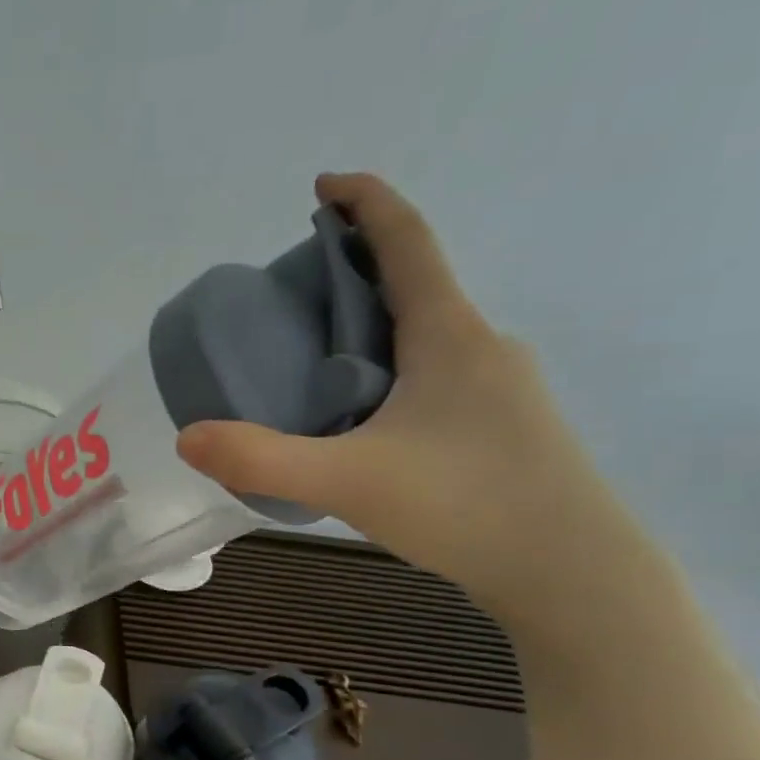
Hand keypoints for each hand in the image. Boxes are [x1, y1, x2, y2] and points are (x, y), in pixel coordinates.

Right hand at [177, 173, 630, 611]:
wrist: (572, 573)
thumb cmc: (466, 505)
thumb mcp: (346, 480)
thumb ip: (260, 459)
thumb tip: (187, 437)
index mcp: (448, 335)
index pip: (406, 241)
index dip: (365, 202)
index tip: (323, 186)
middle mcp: (479, 347)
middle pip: (412, 283)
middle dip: (353, 270)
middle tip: (290, 294)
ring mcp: (497, 388)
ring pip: (422, 334)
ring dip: (369, 325)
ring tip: (310, 356)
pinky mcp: (498, 426)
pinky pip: (431, 373)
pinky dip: (386, 367)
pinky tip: (358, 415)